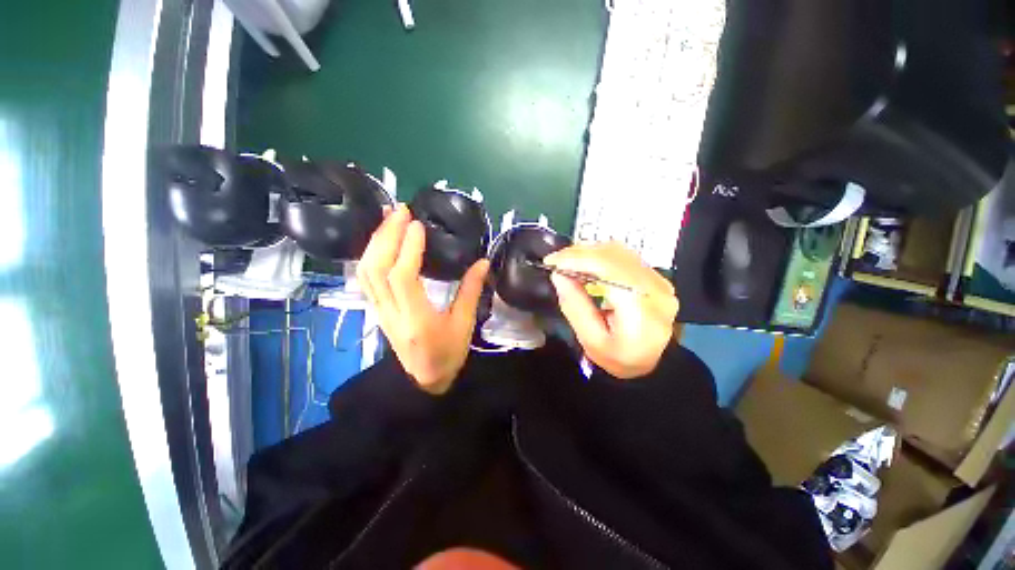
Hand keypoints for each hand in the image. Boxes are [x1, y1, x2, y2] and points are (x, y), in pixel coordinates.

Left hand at [357, 204, 489, 393]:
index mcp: (417, 319)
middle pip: (376, 269)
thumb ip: (471, 291)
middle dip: (386, 235)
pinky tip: (381, 240)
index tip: (418, 225)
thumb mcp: (464, 325)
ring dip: (375, 241)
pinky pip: (366, 277)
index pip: (403, 277)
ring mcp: (379, 310)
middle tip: (400, 211)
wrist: (423, 380)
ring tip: (389, 218)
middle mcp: (391, 312)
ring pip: (366, 271)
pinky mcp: (377, 309)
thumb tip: (483, 262)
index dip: (408, 249)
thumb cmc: (448, 354)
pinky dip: (371, 254)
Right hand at [545, 242, 678, 378]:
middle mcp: (655, 288)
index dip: (577, 259)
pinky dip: (600, 255)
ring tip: (567, 262)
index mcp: (641, 309)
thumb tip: (558, 275)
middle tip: (555, 261)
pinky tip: (585, 264)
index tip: (551, 262)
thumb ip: (575, 306)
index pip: (608, 268)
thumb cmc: (620, 358)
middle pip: (613, 255)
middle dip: (579, 253)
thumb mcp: (591, 341)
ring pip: (618, 251)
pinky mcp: (654, 277)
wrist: (652, 364)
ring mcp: (658, 280)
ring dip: (588, 252)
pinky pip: (623, 256)